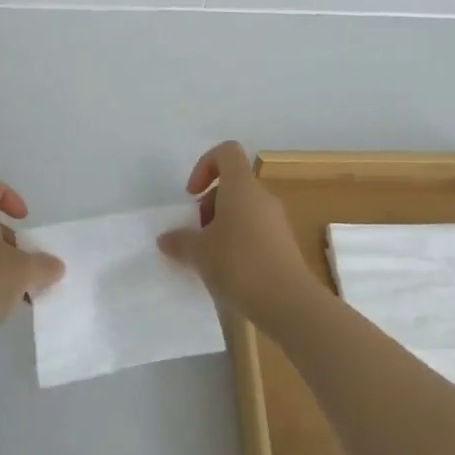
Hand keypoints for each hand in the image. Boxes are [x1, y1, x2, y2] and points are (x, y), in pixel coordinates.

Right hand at [158, 142, 315, 321]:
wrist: (288, 302)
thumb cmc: (239, 264)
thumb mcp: (199, 253)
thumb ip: (180, 241)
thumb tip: (166, 239)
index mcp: (241, 186)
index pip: (226, 152)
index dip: (205, 165)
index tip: (193, 194)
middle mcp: (261, 196)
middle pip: (232, 184)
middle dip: (209, 205)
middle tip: (197, 234)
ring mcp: (276, 220)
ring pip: (243, 209)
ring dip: (222, 225)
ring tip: (209, 257)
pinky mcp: (284, 244)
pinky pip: (255, 230)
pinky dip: (238, 241)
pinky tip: (229, 271)